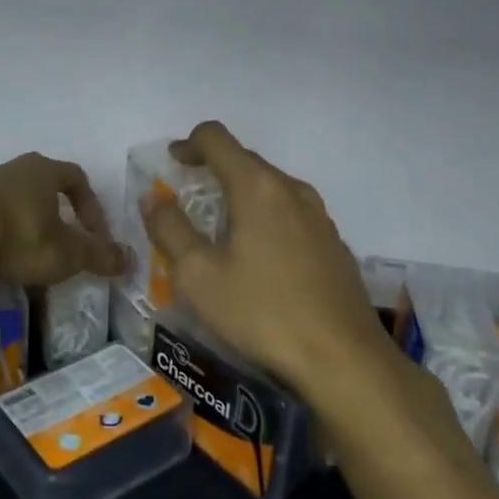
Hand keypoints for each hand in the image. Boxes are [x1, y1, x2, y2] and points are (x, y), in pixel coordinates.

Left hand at [0, 151, 127, 288]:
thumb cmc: (18, 236)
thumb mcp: (66, 254)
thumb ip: (98, 256)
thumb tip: (129, 258)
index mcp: (42, 170)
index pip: (76, 177)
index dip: (90, 205)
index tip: (94, 234)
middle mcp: (10, 167)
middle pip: (39, 183)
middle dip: (53, 210)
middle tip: (59, 239)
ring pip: (7, 195)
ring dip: (20, 218)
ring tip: (23, 250)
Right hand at [139, 121, 395, 401]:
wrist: (344, 359)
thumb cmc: (262, 312)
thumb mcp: (198, 275)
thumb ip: (169, 229)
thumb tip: (153, 197)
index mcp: (256, 187)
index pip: (216, 138)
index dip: (188, 143)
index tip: (172, 163)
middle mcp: (291, 190)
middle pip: (245, 160)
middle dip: (213, 170)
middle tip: (188, 201)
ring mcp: (319, 216)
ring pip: (271, 188)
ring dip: (240, 195)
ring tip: (221, 231)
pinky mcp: (334, 243)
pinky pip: (291, 214)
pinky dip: (266, 219)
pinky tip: (259, 260)